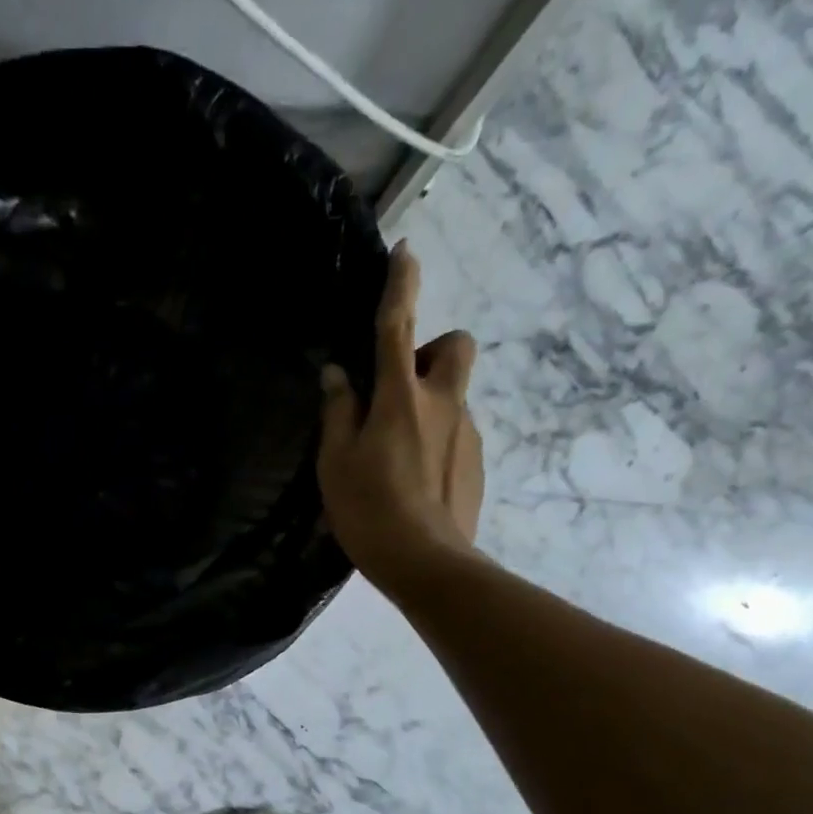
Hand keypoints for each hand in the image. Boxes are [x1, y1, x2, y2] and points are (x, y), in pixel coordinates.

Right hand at [318, 241, 483, 597]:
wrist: (426, 562)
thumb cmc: (369, 509)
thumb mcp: (336, 462)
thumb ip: (338, 412)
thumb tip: (338, 375)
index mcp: (401, 398)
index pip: (399, 327)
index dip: (401, 286)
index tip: (406, 251)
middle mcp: (443, 403)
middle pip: (457, 346)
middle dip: (432, 349)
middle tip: (398, 385)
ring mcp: (466, 432)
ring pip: (453, 394)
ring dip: (428, 403)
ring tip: (394, 452)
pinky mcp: (476, 461)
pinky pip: (455, 431)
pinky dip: (435, 439)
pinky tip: (412, 479)